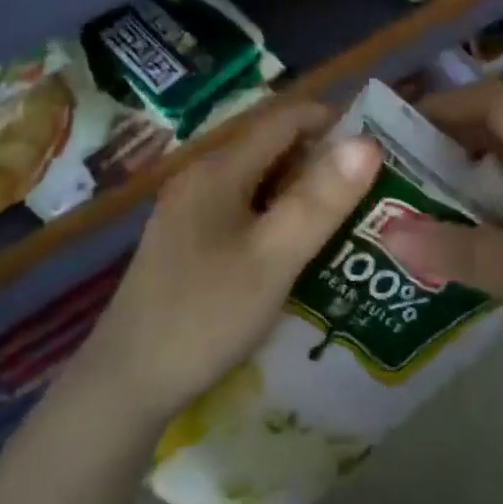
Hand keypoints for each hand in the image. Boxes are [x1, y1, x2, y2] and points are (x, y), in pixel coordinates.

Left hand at [75, 102, 380, 422]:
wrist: (125, 384)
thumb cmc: (205, 315)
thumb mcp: (273, 258)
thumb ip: (320, 200)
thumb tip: (367, 143)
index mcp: (219, 170)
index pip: (284, 119)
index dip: (332, 121)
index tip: (376, 146)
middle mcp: (201, 178)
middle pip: (271, 148)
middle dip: (321, 161)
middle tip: (370, 190)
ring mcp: (190, 211)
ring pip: (259, 182)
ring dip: (301, 192)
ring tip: (345, 219)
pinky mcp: (187, 241)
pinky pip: (243, 211)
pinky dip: (277, 217)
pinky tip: (298, 250)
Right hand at [380, 82, 502, 371]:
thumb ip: (461, 252)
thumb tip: (387, 230)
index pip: (492, 100)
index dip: (441, 105)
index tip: (394, 130)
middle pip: (502, 128)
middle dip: (449, 144)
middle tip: (400, 176)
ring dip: (475, 179)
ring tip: (429, 209)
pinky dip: (502, 207)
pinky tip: (485, 244)